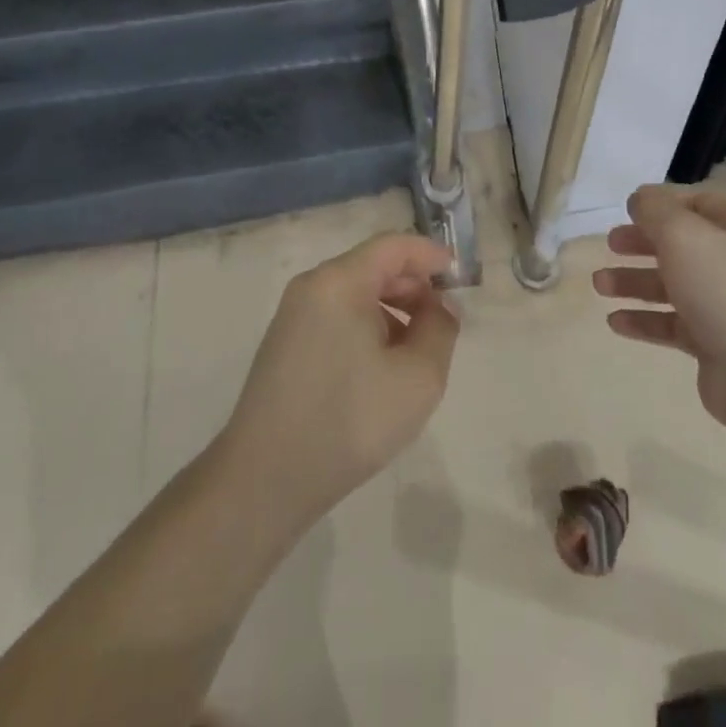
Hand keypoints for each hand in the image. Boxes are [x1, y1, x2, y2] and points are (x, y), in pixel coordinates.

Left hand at [218, 235, 460, 531]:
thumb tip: (439, 306)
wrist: (265, 480)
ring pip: (355, 292)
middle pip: (373, 266)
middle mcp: (312, 286)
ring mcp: (293, 314)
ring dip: (393, 308)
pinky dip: (367, 325)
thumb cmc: (349, 421)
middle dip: (413, 285)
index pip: (393, 245)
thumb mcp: (418, 378)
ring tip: (416, 349)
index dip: (431, 254)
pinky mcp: (285, 342)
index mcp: (339, 281)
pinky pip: (336, 314)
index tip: (460, 276)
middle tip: (443, 319)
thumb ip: (440, 329)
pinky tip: (382, 366)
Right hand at [593, 185, 725, 435]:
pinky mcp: (713, 344)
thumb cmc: (724, 289)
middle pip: (680, 245)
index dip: (666, 203)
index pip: (700, 204)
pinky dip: (643, 321)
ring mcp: (724, 306)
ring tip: (600, 285)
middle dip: (642, 243)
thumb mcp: (683, 234)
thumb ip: (655, 210)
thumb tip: (640, 199)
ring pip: (671, 286)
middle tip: (610, 244)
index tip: (631, 209)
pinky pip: (671, 325)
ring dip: (634, 282)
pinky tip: (615, 322)